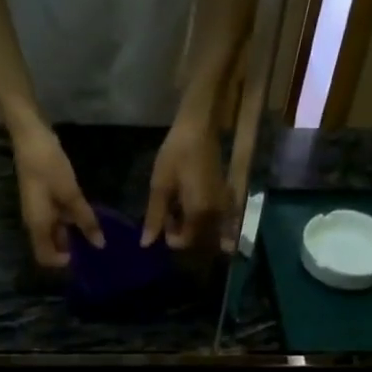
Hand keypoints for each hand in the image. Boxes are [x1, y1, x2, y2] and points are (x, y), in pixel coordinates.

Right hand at [10, 120, 103, 268]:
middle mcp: (36, 222)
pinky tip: (87, 214)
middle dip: (72, 249)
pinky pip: (57, 217)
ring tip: (97, 232)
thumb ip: (85, 219)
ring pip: (56, 231)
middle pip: (51, 246)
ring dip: (73, 233)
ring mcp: (39, 209)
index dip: (63, 262)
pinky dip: (71, 219)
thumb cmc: (47, 165)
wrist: (29, 134)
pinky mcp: (43, 197)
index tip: (85, 257)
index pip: (45, 257)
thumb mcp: (70, 193)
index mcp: (37, 225)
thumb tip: (99, 244)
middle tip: (96, 247)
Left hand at [144, 113, 232, 250]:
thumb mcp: (160, 186)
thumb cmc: (177, 154)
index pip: (184, 241)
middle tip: (170, 211)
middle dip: (182, 231)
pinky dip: (202, 218)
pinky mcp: (225, 197)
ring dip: (191, 225)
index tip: (162, 218)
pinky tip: (191, 202)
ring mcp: (223, 206)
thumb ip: (154, 217)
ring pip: (206, 230)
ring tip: (179, 205)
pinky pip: (214, 218)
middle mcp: (215, 214)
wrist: (200, 127)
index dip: (170, 236)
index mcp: (199, 213)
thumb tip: (146, 244)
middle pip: (197, 239)